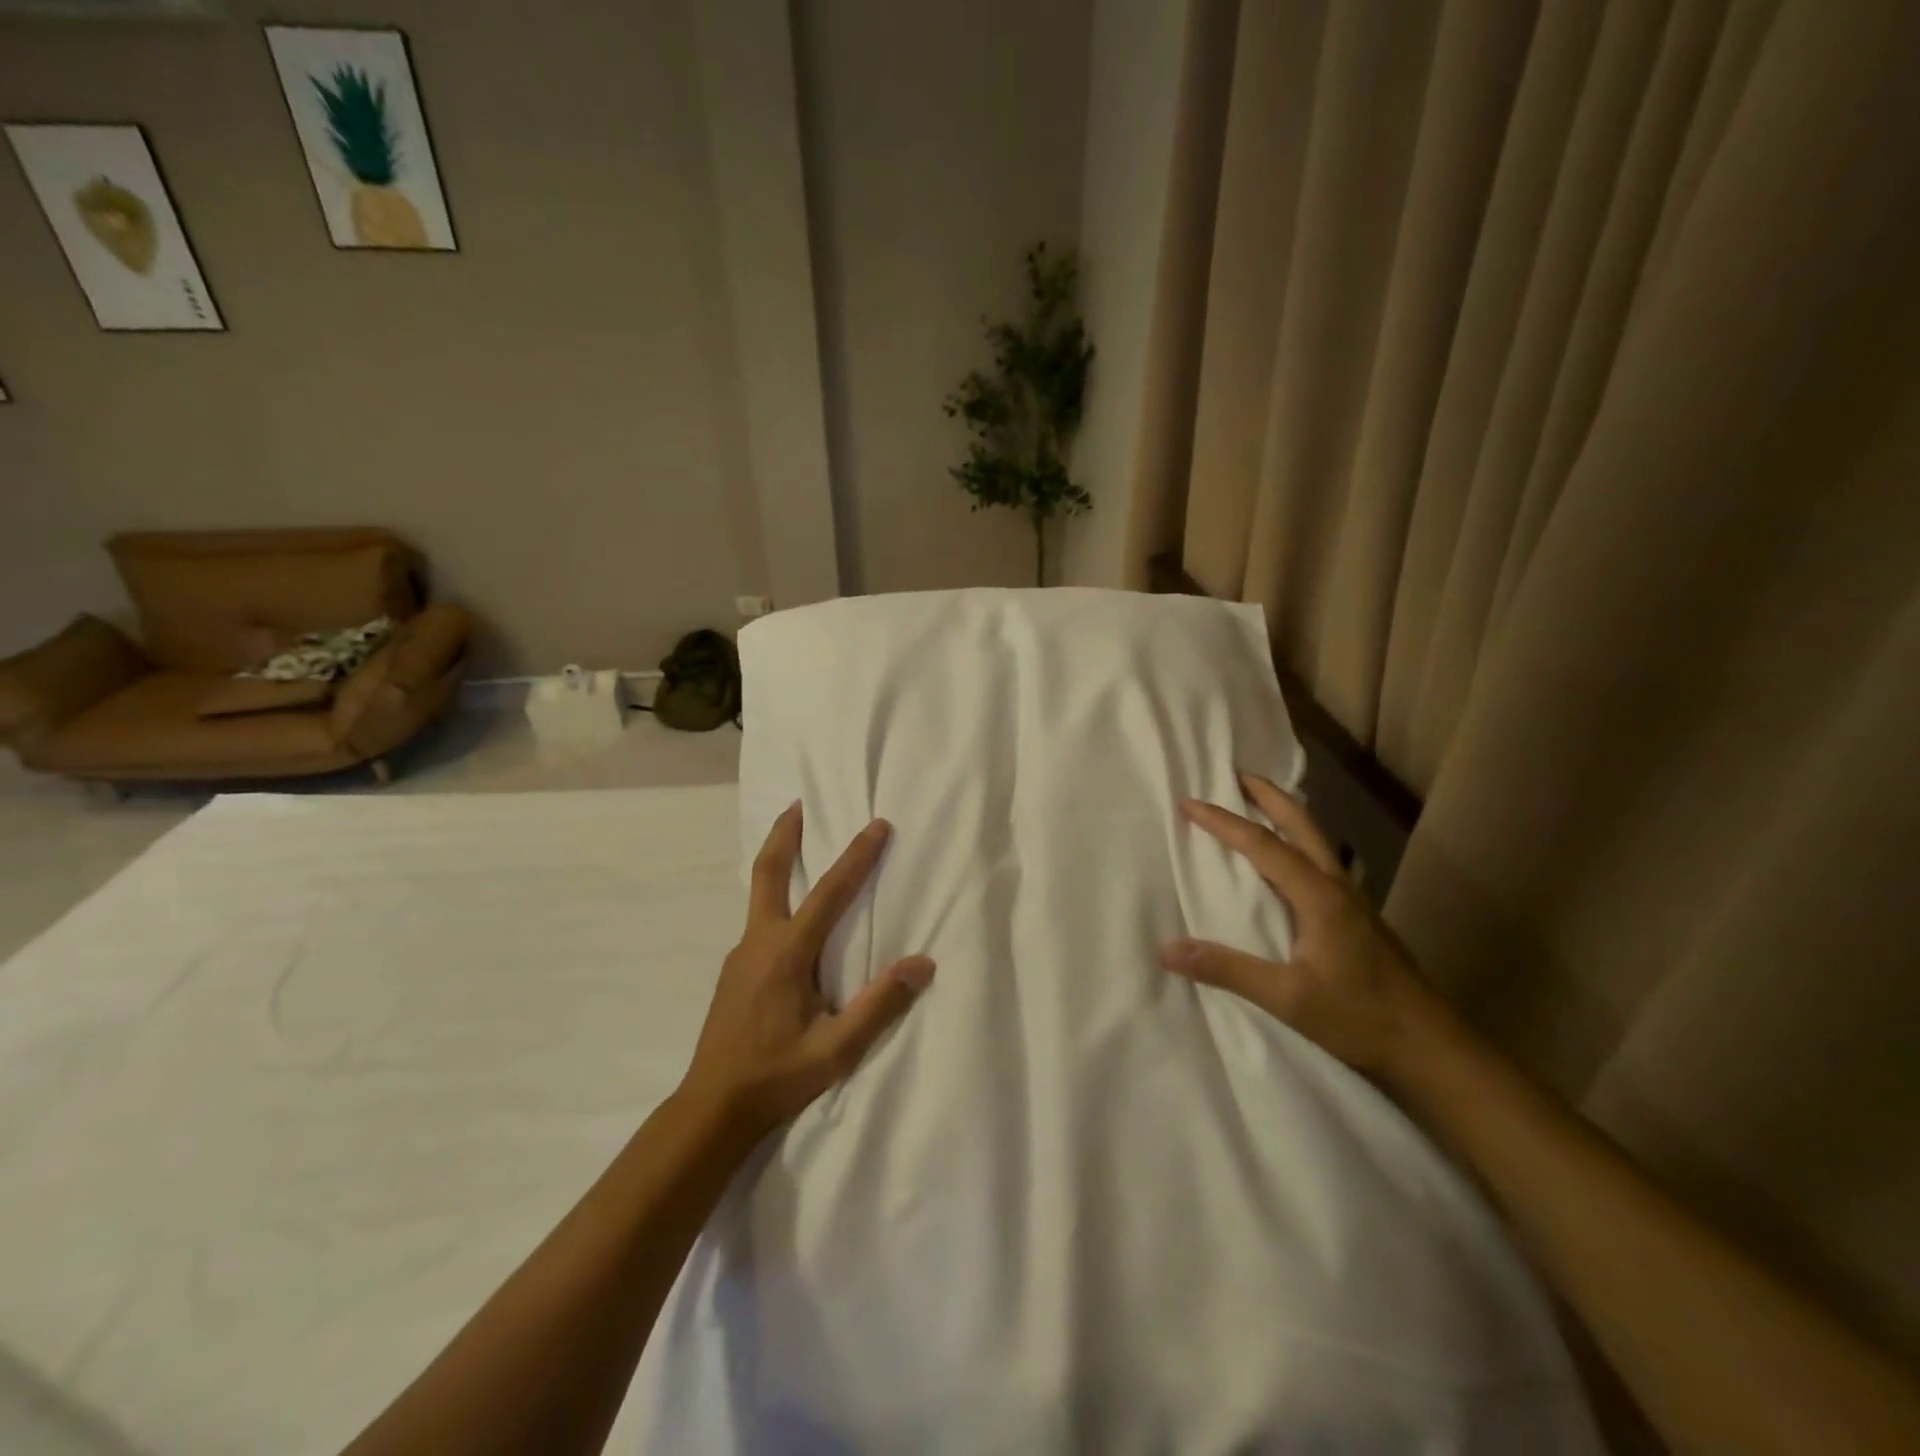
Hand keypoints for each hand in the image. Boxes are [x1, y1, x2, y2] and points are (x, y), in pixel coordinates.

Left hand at [679, 803, 934, 1142]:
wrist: (711, 1109)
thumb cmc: (776, 1077)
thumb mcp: (836, 1049)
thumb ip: (880, 1005)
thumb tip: (922, 963)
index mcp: (786, 954)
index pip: (829, 893)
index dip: (856, 857)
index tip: (877, 825)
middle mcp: (758, 943)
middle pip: (768, 873)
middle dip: (784, 835)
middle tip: (796, 804)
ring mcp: (740, 956)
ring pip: (759, 895)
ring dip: (779, 864)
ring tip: (798, 848)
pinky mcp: (734, 972)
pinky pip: (758, 920)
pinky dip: (775, 898)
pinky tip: (790, 919)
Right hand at [1159, 772, 1441, 1081]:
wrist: (1432, 1048)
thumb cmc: (1360, 1018)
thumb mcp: (1288, 998)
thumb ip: (1227, 969)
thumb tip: (1167, 948)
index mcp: (1319, 896)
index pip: (1263, 845)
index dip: (1224, 822)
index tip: (1189, 803)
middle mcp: (1338, 887)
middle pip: (1301, 824)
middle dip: (1267, 795)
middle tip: (1235, 774)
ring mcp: (1353, 901)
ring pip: (1315, 840)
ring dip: (1285, 814)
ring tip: (1258, 803)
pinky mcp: (1359, 917)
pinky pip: (1321, 861)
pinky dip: (1297, 841)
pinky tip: (1290, 861)